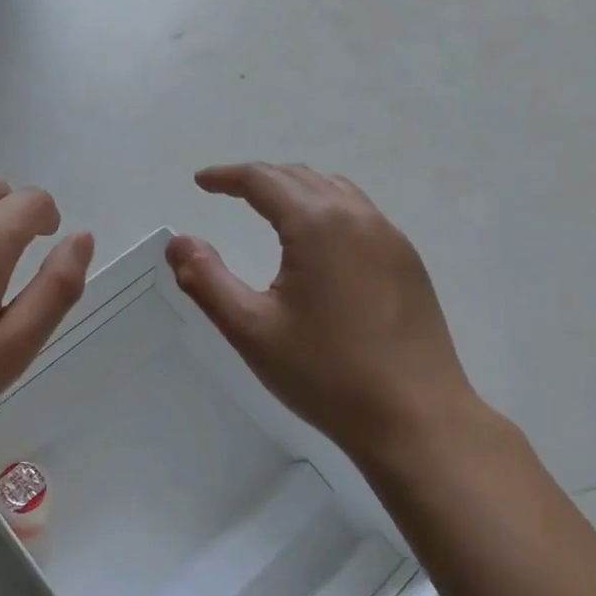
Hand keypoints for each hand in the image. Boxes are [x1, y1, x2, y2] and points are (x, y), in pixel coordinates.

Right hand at [168, 163, 486, 465]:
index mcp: (317, 225)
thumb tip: (179, 241)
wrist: (416, 419)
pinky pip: (359, 214)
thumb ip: (206, 280)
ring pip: (334, 191)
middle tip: (227, 194)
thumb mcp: (251, 330)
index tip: (201, 182)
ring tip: (269, 209)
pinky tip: (318, 244)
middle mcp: (358, 217)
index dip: (227, 176)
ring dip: (295, 190)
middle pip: (299, 177)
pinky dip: (326, 209)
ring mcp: (390, 238)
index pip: (263, 179)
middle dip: (259, 179)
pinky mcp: (408, 262)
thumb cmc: (326, 374)